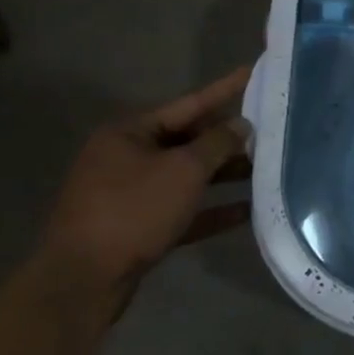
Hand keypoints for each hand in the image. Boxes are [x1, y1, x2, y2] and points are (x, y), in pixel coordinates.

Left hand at [42, 67, 253, 302]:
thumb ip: (218, 143)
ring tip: (266, 172)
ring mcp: (129, 194)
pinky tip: (247, 211)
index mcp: (130, 133)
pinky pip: (182, 210)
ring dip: (224, 175)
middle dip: (229, 139)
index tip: (253, 71)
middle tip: (270, 131)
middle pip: (188, 140)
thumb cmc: (133, 211)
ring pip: (187, 176)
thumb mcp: (184, 170)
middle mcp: (126, 158)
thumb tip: (241, 124)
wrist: (83, 282)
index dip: (224, 89)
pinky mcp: (136, 228)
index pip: (189, 104)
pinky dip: (211, 208)